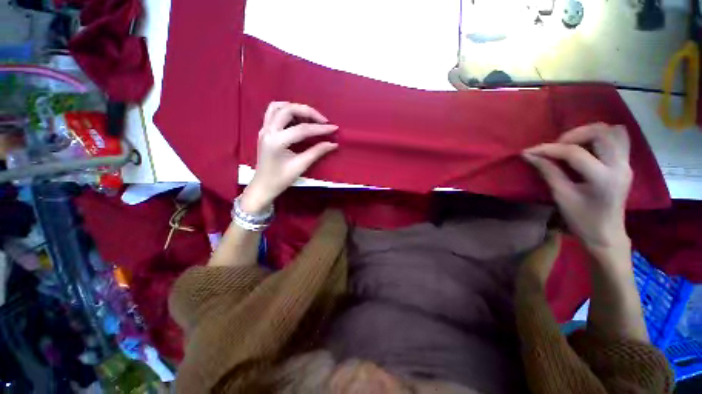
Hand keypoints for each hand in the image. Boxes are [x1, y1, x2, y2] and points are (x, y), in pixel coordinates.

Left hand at [241, 102, 338, 213]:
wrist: (263, 186)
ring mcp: (264, 129)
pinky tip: (297, 119)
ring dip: (296, 108)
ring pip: (279, 107)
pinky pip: (274, 112)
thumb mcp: (300, 166)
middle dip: (308, 112)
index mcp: (277, 142)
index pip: (302, 129)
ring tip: (310, 117)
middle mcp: (268, 131)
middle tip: (323, 121)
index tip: (334, 128)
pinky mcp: (264, 130)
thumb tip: (333, 144)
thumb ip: (317, 152)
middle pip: (288, 110)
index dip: (320, 128)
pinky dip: (287, 110)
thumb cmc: (281, 179)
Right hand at [522, 123, 632, 252]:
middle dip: (574, 134)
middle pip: (601, 132)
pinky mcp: (625, 164)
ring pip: (613, 131)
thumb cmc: (582, 219)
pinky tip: (586, 147)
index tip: (529, 151)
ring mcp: (626, 163)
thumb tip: (530, 155)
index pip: (574, 153)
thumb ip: (548, 171)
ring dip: (590, 132)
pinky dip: (601, 137)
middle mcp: (619, 166)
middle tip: (557, 146)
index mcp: (603, 178)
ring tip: (572, 144)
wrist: (606, 233)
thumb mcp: (562, 196)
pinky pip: (618, 139)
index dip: (549, 149)